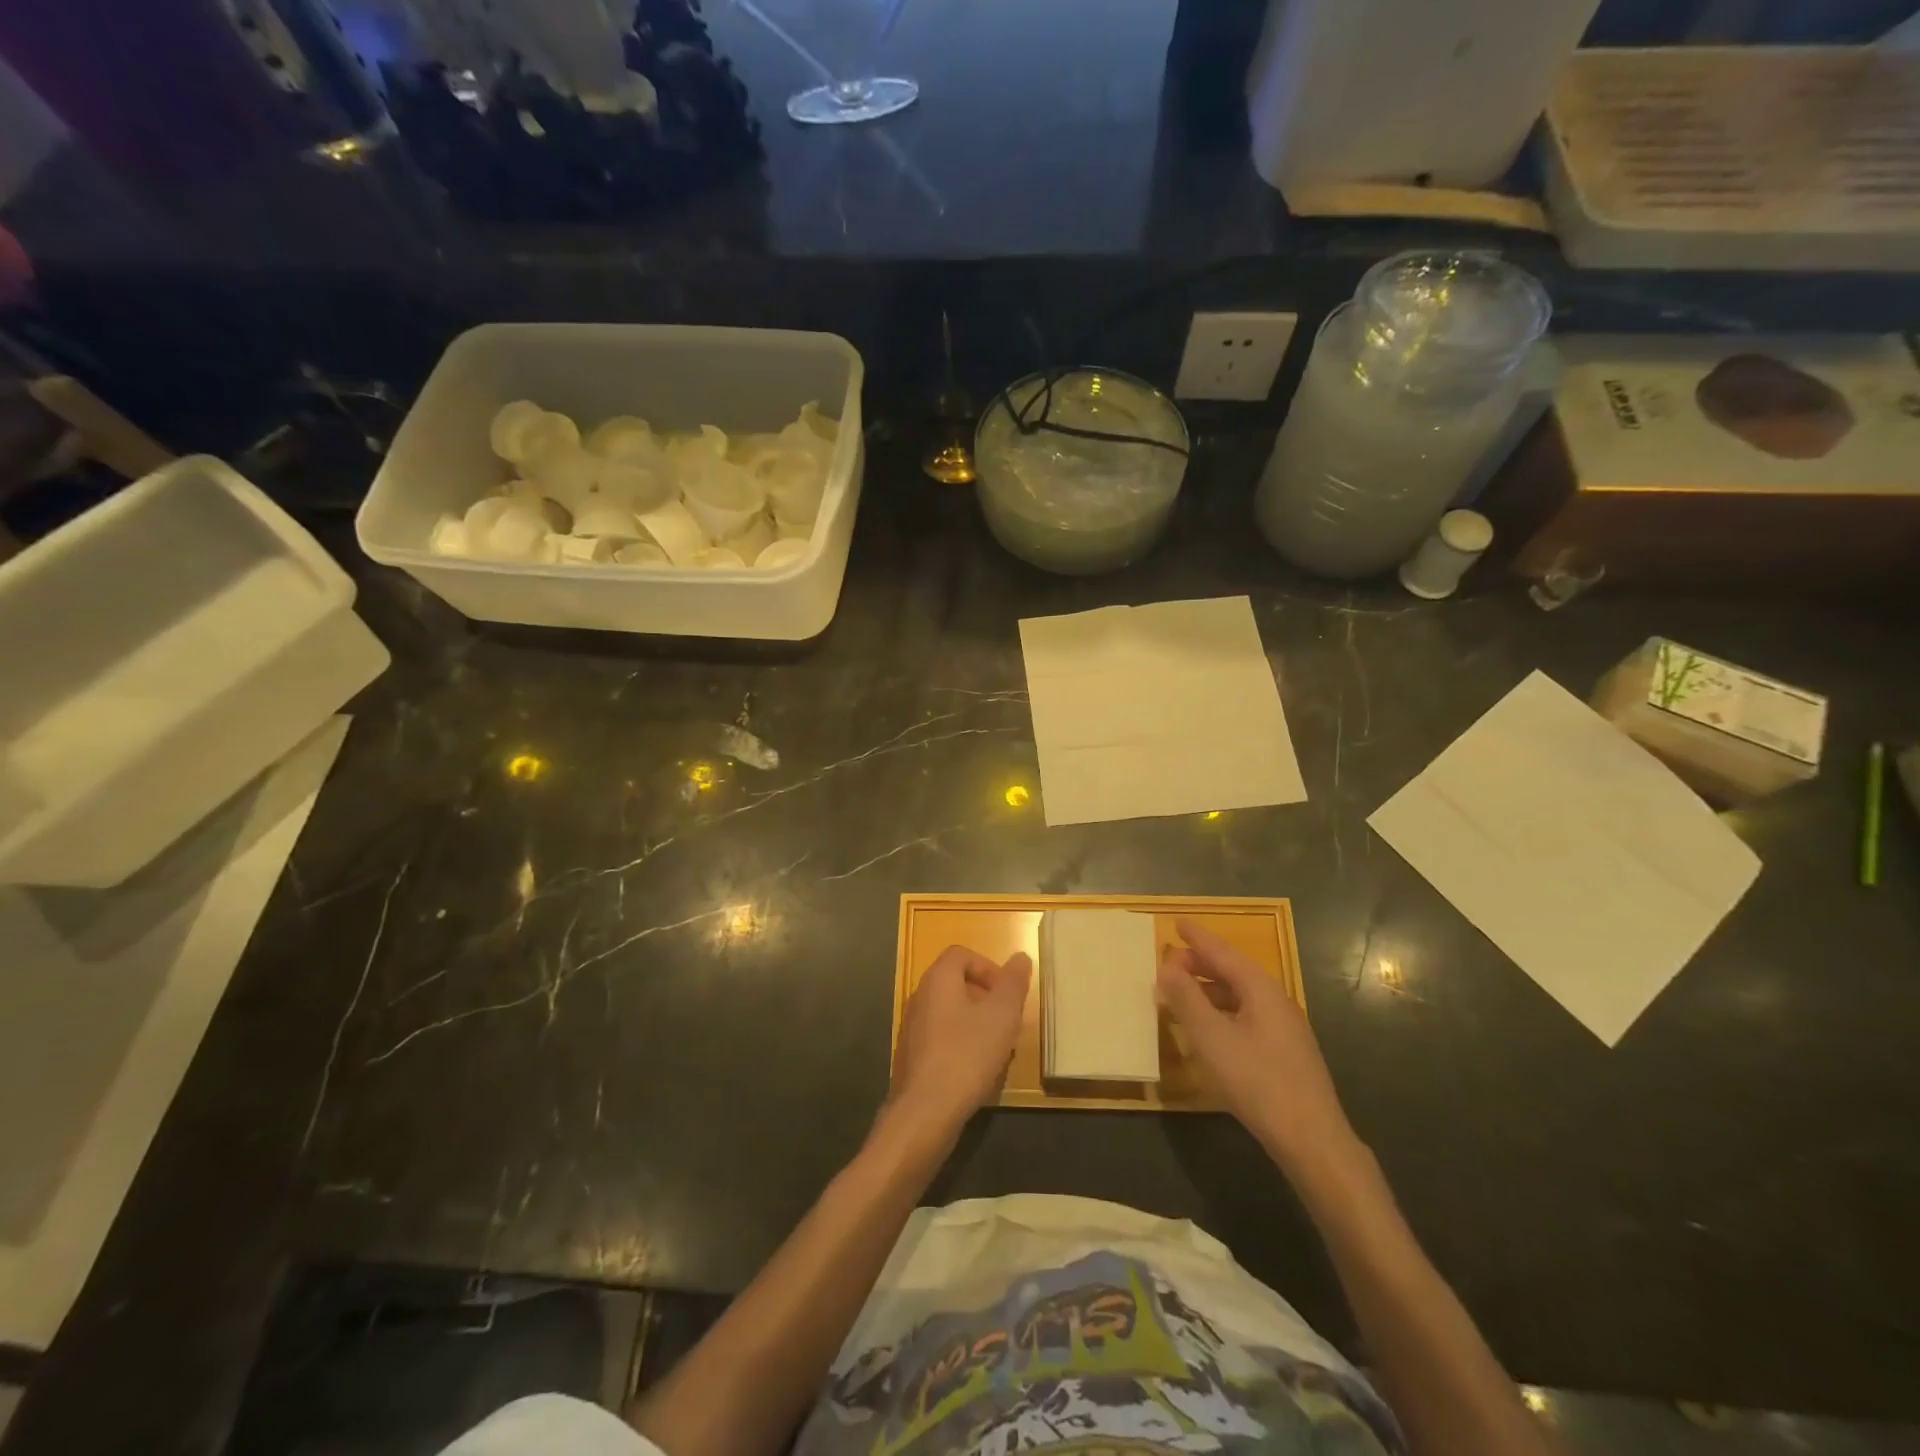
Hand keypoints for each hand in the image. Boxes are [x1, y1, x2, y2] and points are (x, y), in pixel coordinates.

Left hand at [889, 946, 1031, 1141]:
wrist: (925, 1111)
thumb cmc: (967, 1055)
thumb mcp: (1002, 1015)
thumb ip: (1013, 983)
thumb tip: (1020, 957)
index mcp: (938, 979)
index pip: (962, 954)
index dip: (988, 967)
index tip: (1007, 992)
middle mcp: (919, 997)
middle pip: (955, 983)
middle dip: (985, 997)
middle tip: (1007, 1021)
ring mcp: (911, 1028)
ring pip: (949, 1013)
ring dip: (975, 1023)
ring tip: (996, 1048)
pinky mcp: (910, 1056)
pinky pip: (940, 1038)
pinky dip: (960, 1044)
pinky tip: (975, 1070)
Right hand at [1157, 918, 1355, 1173]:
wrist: (1312, 1140)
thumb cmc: (1257, 1081)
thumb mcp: (1211, 1037)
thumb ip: (1186, 999)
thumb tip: (1167, 967)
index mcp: (1261, 989)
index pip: (1223, 952)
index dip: (1198, 938)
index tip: (1177, 922)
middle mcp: (1276, 1001)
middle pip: (1233, 972)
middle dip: (1200, 965)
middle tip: (1169, 963)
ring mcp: (1284, 1029)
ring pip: (1239, 997)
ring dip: (1208, 991)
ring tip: (1180, 996)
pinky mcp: (1284, 1053)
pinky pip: (1245, 1017)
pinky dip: (1220, 1013)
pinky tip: (1207, 1031)